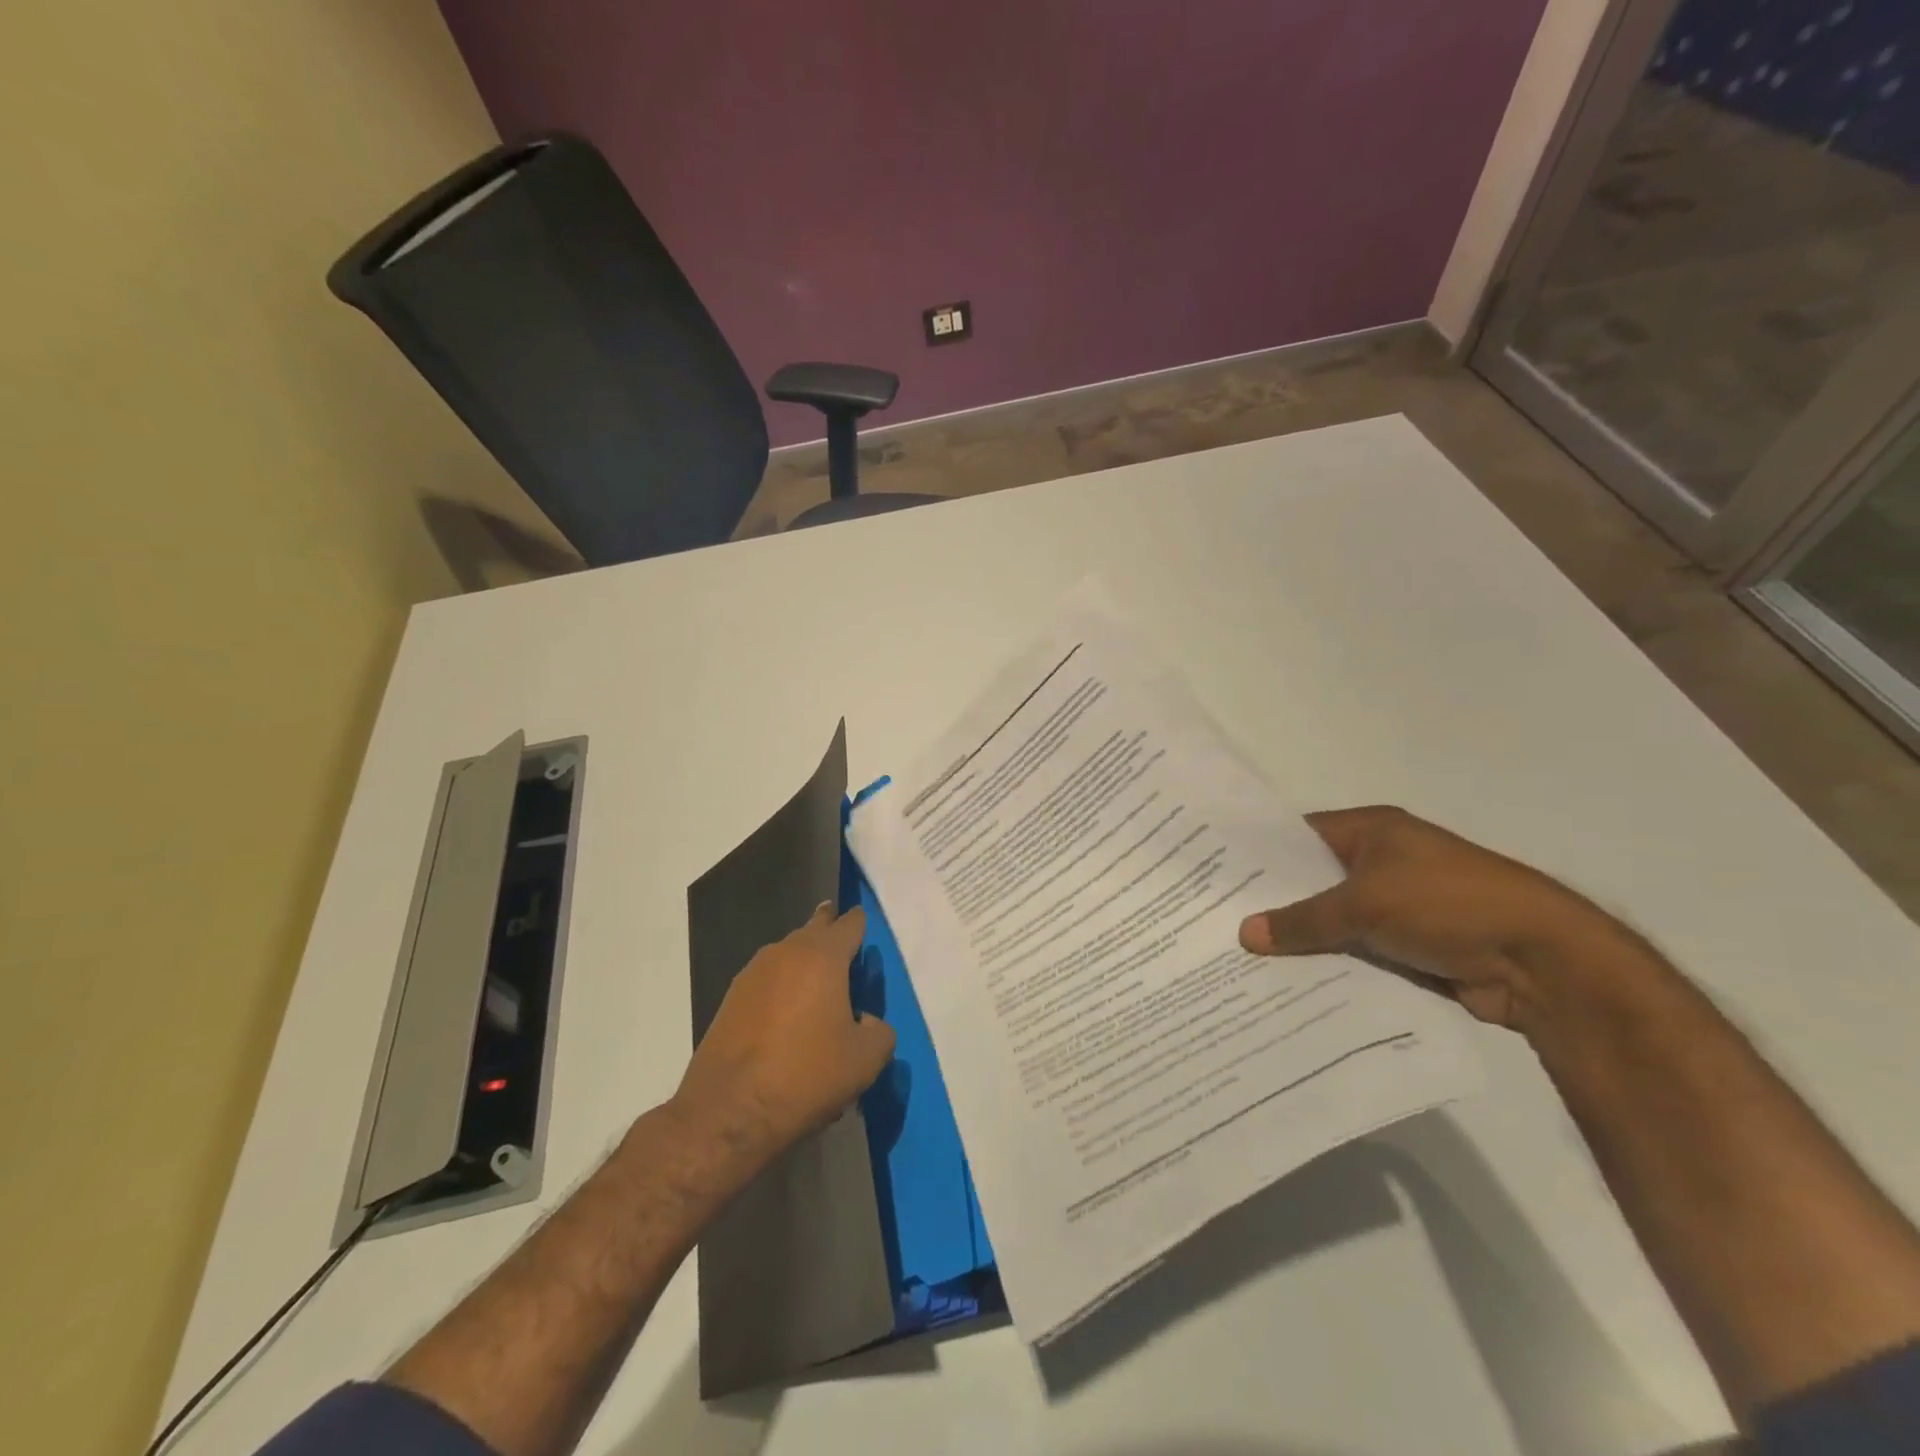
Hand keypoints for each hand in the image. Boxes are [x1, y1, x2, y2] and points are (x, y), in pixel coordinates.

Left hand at [672, 903, 894, 1162]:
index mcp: (823, 956)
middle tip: (846, 954)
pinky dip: (783, 989)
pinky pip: (769, 980)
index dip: (862, 925)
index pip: (850, 923)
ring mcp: (754, 972)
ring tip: (820, 994)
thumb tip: (866, 1021)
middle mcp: (786, 951)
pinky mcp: (731, 998)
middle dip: (831, 934)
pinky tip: (789, 1021)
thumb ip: (880, 1031)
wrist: (728, 1111)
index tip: (870, 936)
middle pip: (815, 928)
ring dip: (806, 964)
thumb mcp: (865, 1060)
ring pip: (789, 954)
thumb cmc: (806, 1075)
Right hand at [1238, 806, 1633, 1034]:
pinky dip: (1331, 964)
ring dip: (1302, 939)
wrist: (1544, 963)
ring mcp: (1397, 905)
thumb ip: (1304, 919)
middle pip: (1314, 880)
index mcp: (1373, 831)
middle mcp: (1382, 862)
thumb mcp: (1366, 903)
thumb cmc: (1449, 904)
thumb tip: (1244, 934)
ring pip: (1334, 920)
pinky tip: (1291, 984)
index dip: (1261, 854)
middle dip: (1275, 902)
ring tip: (1243, 958)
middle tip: (1219, 922)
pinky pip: (1356, 951)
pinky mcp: (1410, 946)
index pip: (1300, 835)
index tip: (1217, 876)